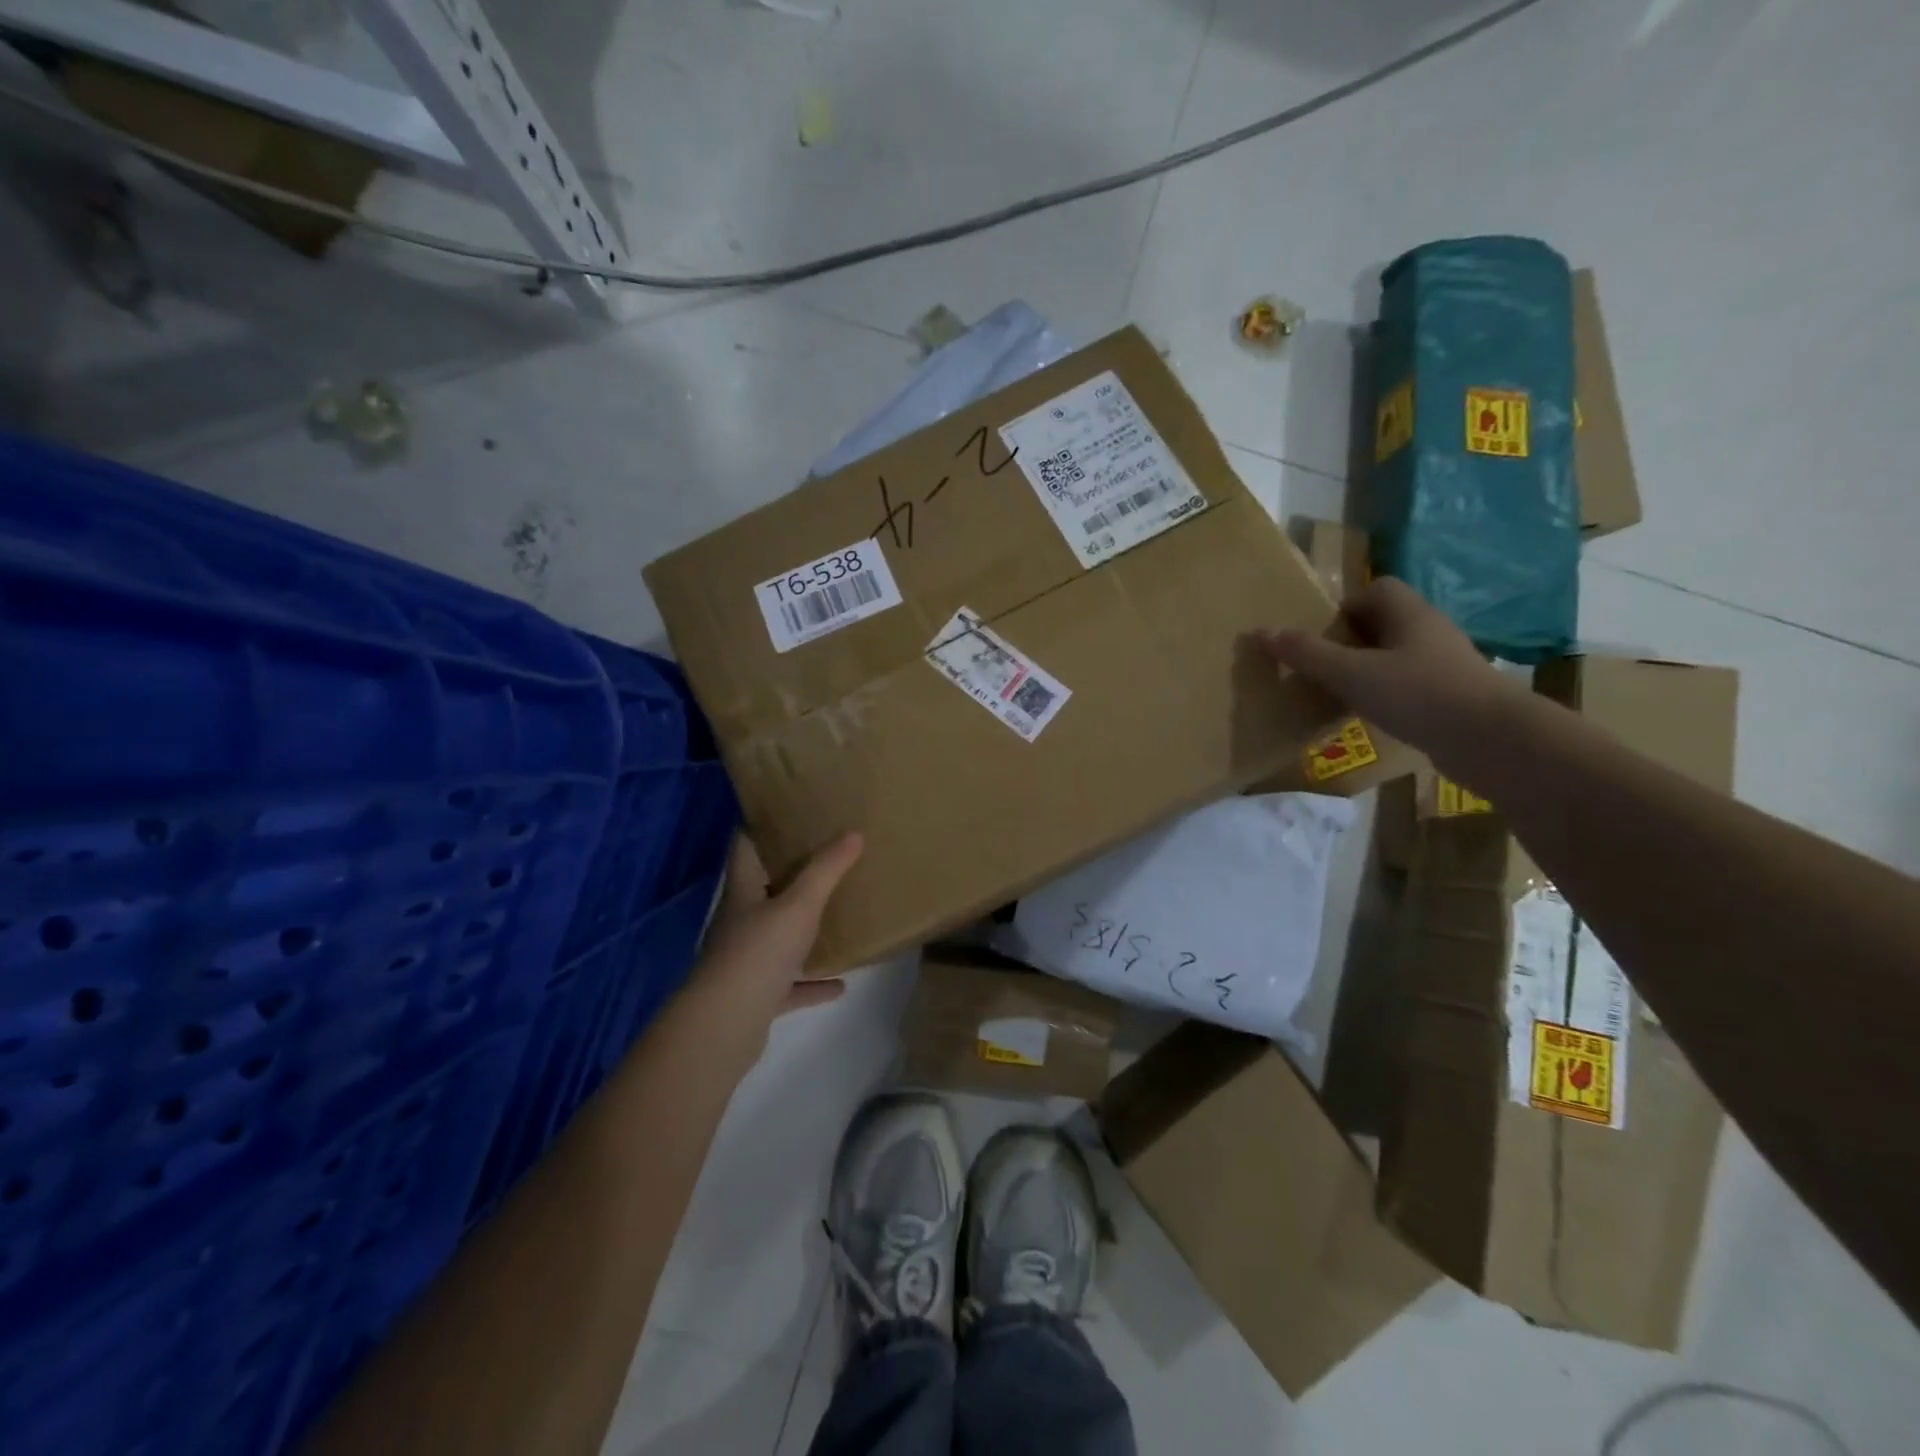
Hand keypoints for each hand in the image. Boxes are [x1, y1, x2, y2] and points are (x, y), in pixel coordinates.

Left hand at [687, 832, 863, 1057]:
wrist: (725, 1025)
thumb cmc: (759, 951)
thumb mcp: (799, 905)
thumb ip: (826, 870)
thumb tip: (854, 833)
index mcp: (743, 892)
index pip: (745, 848)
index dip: (760, 828)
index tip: (786, 813)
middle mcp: (739, 922)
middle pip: (762, 891)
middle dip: (790, 877)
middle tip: (826, 860)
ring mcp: (745, 961)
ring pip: (776, 939)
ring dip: (801, 932)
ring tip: (834, 918)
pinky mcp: (755, 996)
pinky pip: (788, 984)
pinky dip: (811, 983)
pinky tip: (839, 983)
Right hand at [1257, 577, 1521, 770]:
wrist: (1491, 740)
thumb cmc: (1418, 694)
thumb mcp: (1351, 673)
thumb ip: (1307, 654)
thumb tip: (1261, 632)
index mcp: (1409, 613)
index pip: (1376, 590)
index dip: (1344, 607)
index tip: (1319, 636)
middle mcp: (1429, 631)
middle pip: (1383, 623)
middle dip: (1349, 641)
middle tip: (1319, 666)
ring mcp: (1444, 664)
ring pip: (1395, 656)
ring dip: (1366, 670)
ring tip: (1338, 693)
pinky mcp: (1451, 695)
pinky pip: (1408, 684)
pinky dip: (1386, 695)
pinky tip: (1370, 716)